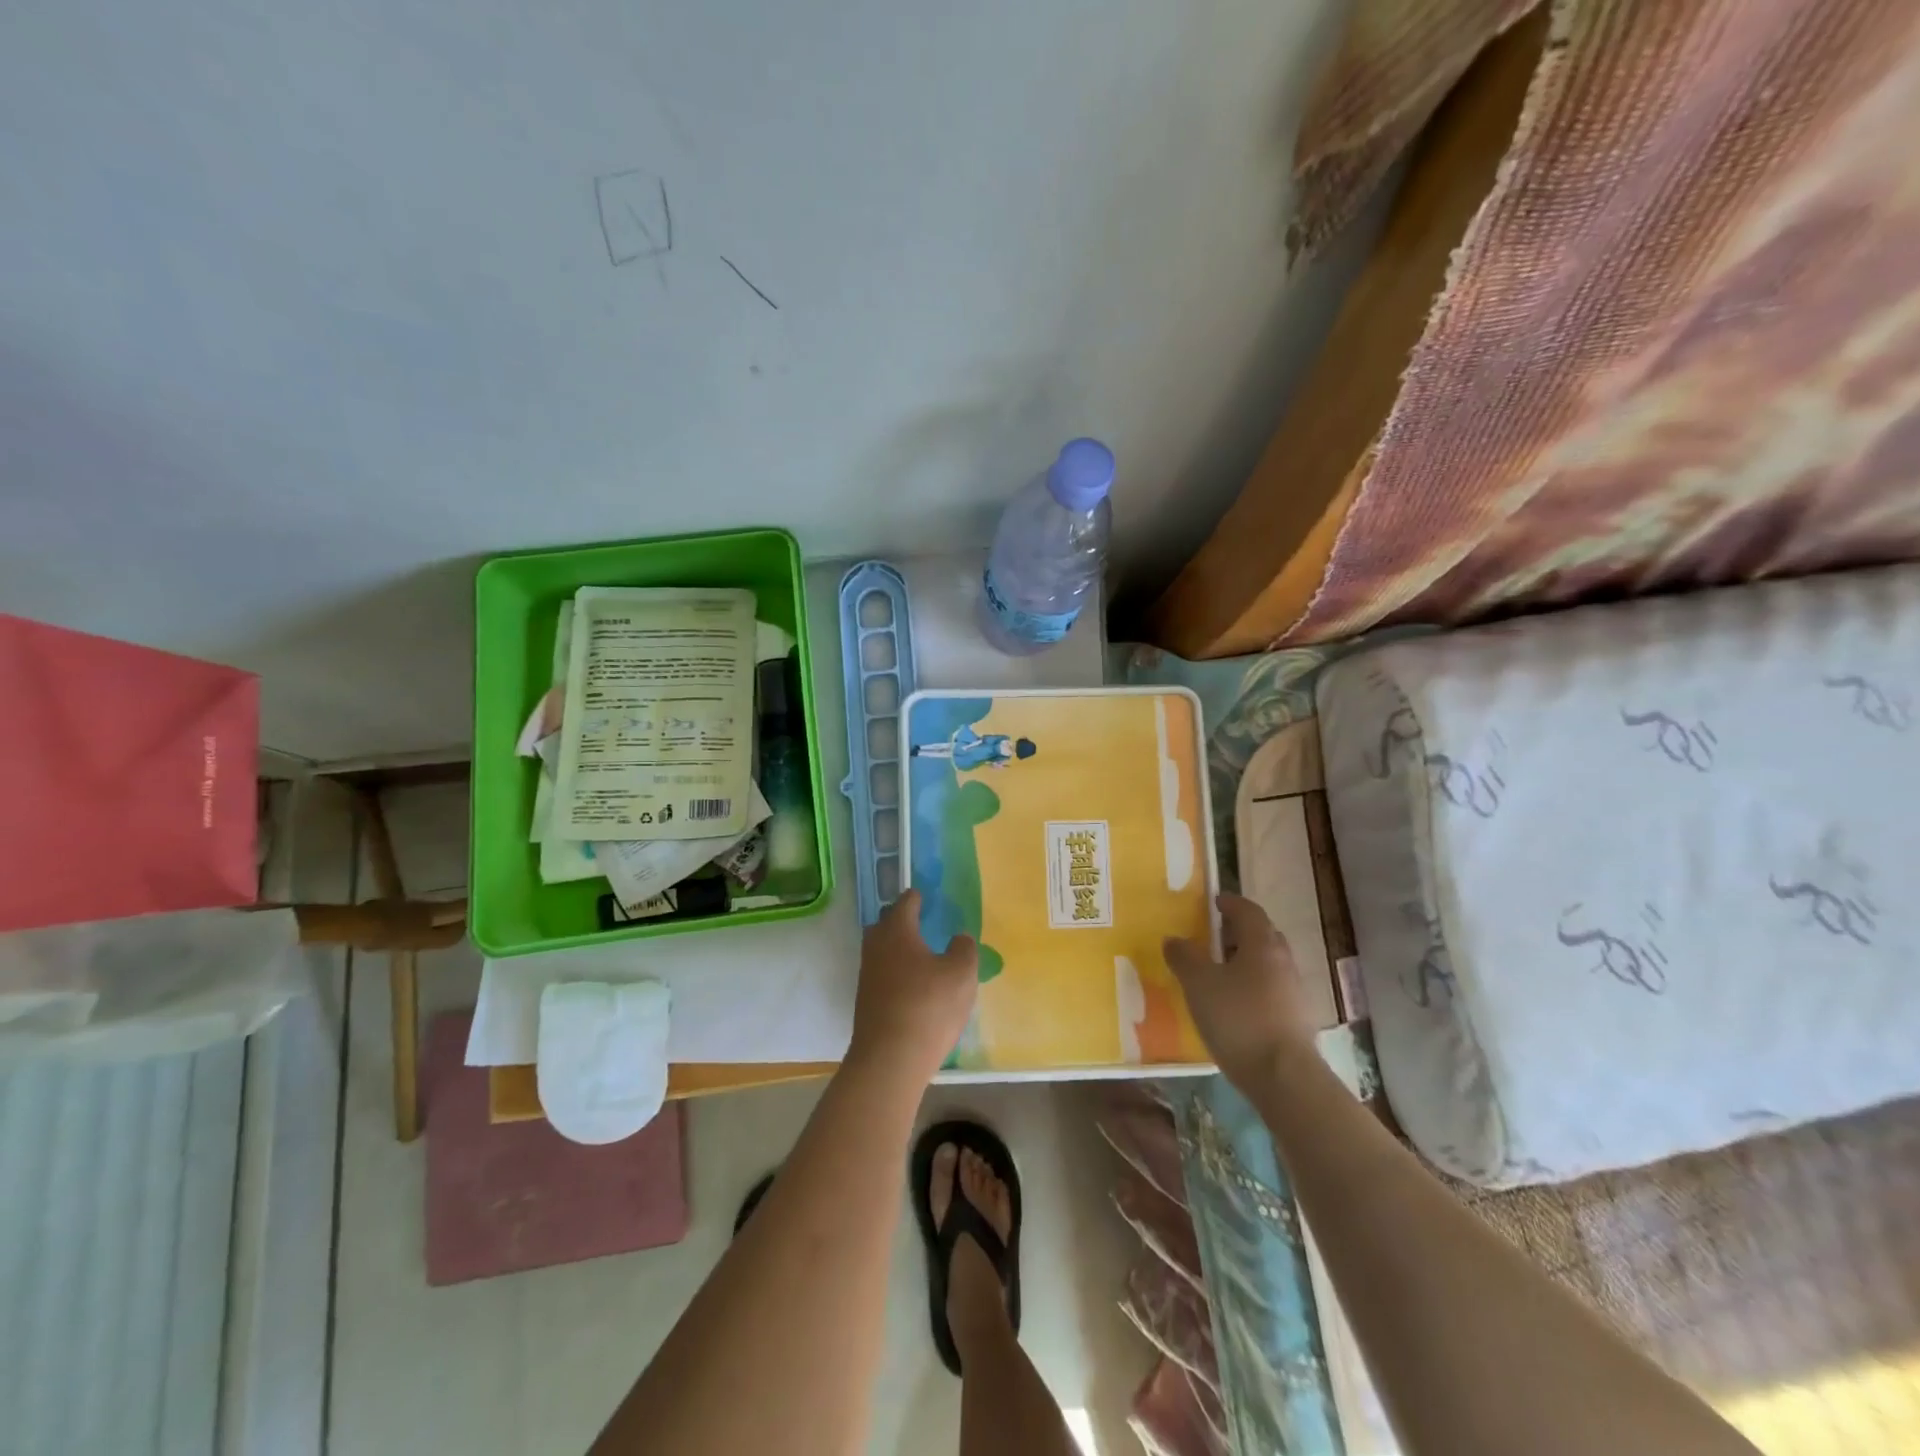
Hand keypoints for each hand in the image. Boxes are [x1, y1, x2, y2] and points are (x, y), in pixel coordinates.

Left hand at [847, 890, 978, 1084]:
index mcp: (897, 930)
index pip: (905, 902)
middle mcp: (876, 946)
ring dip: (898, 950)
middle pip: (886, 924)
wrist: (889, 1060)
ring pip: (882, 951)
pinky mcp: (866, 1002)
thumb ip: (964, 949)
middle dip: (902, 921)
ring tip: (922, 957)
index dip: (918, 897)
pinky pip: (882, 976)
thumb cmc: (928, 1007)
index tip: (927, 897)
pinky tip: (914, 988)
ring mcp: (867, 975)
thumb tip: (959, 938)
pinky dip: (896, 974)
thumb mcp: (962, 974)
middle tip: (923, 924)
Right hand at [1165, 893, 1316, 1091]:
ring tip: (1219, 973)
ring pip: (1267, 965)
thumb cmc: (1238, 1019)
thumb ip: (1184, 957)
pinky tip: (1233, 1005)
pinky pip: (1271, 991)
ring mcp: (1294, 992)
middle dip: (1239, 932)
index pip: (1248, 911)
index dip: (1230, 903)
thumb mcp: (1199, 984)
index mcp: (1262, 944)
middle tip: (1213, 937)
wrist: (1284, 1078)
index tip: (1214, 902)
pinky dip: (1252, 988)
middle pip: (1262, 935)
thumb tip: (1174, 939)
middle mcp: (1283, 961)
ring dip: (1246, 961)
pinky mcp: (1296, 1020)